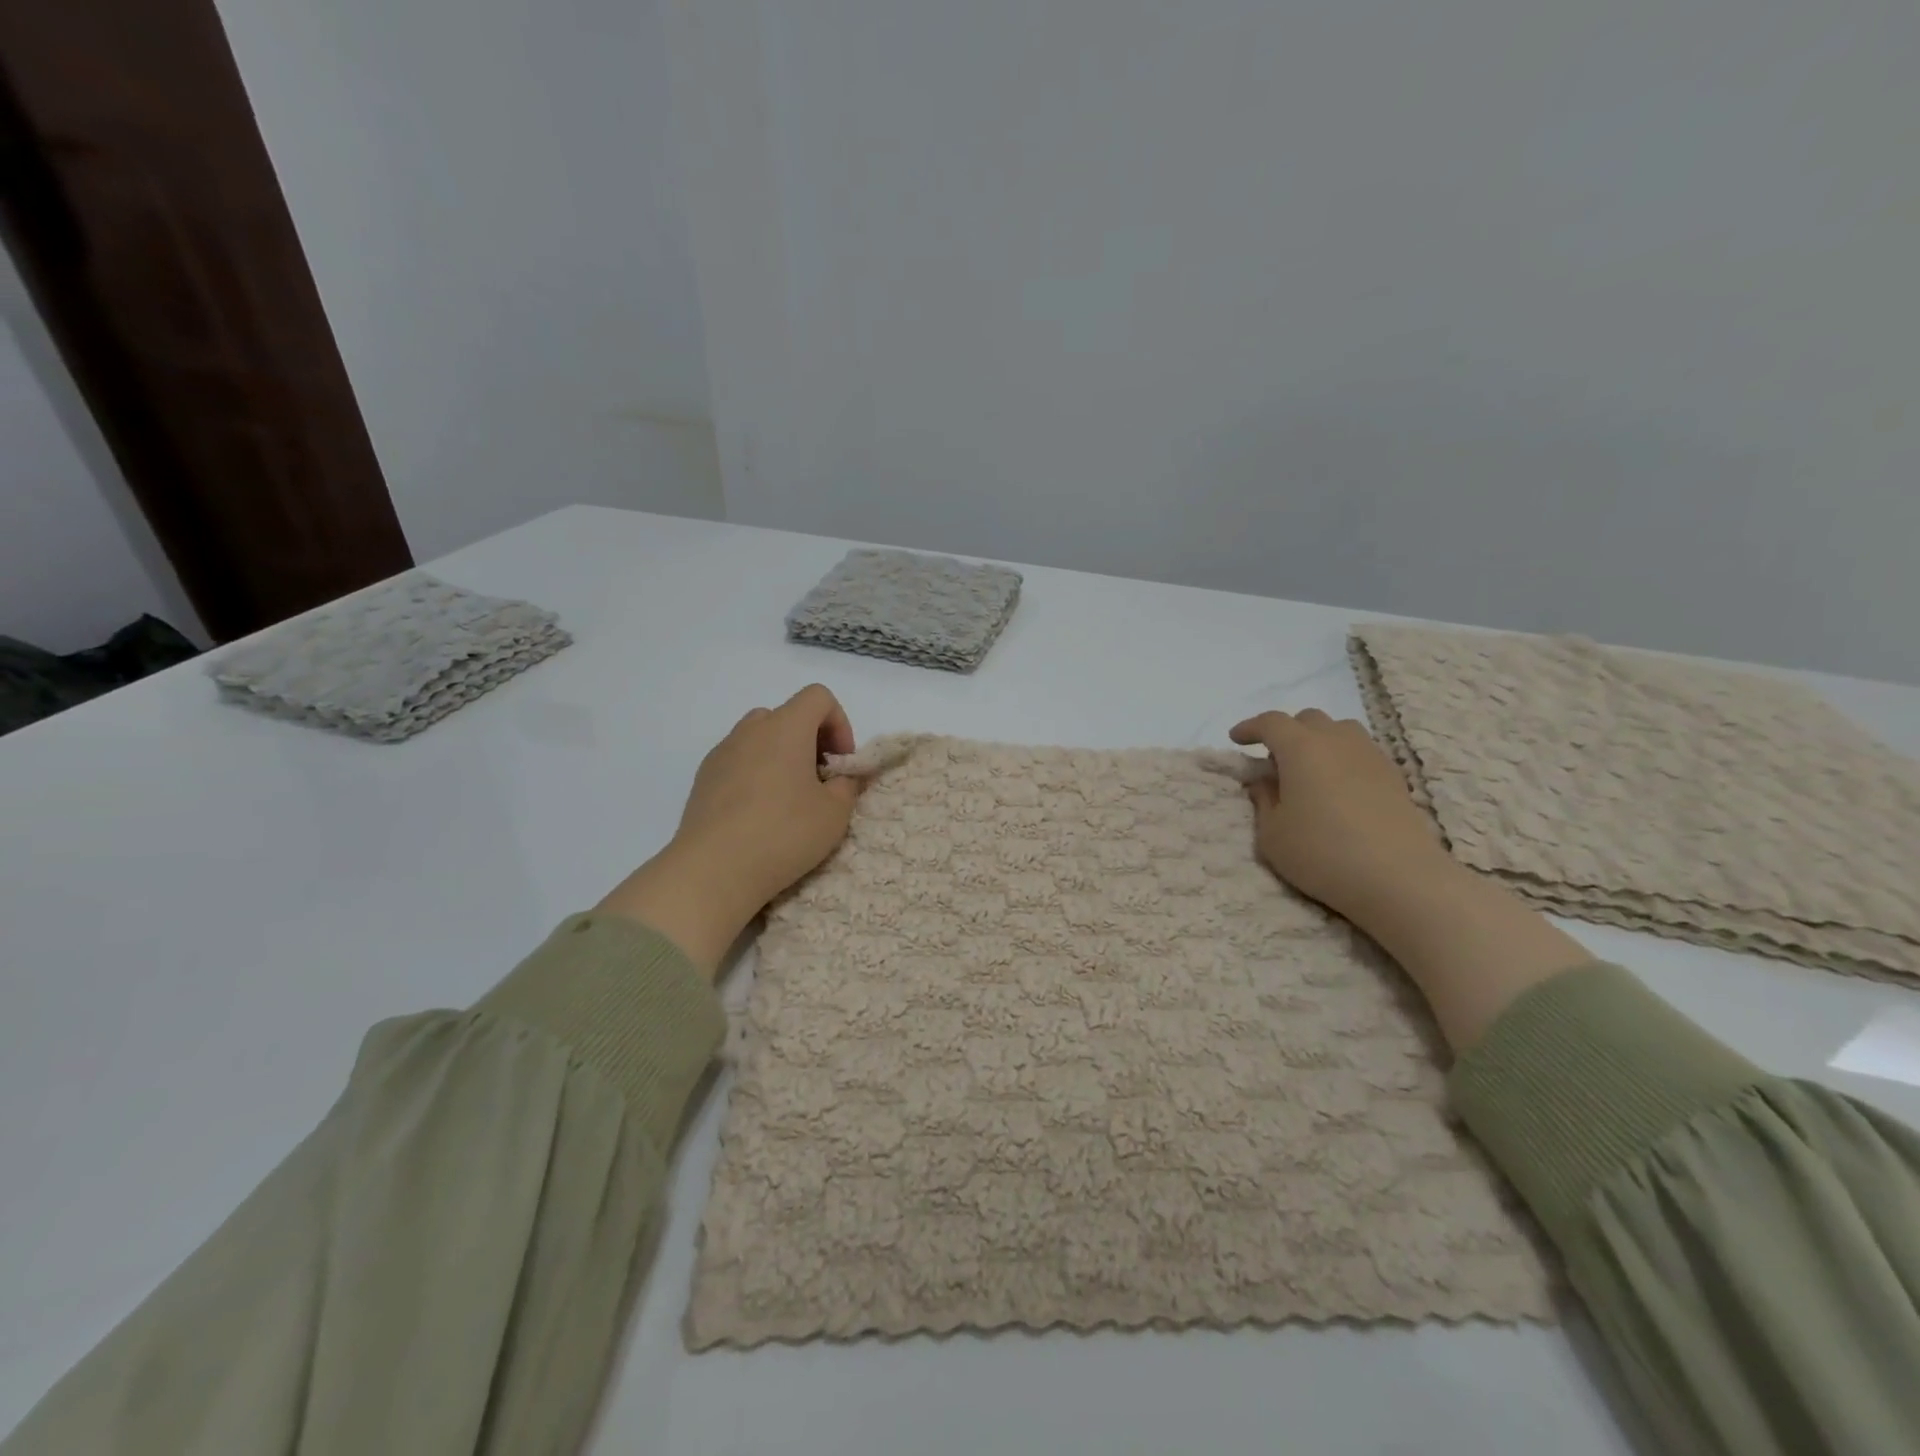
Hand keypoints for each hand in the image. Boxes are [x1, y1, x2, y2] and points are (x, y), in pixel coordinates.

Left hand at [597, 684, 861, 975]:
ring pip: (759, 739)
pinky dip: (755, 774)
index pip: (818, 697)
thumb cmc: (784, 833)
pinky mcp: (703, 779)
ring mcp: (722, 753)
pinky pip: (738, 762)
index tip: (841, 763)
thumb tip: (843, 778)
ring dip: (781, 757)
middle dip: (810, 741)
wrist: (713, 869)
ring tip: (789, 799)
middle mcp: (751, 730)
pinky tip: (758, 815)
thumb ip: (847, 786)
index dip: (839, 724)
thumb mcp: (834, 814)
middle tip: (819, 781)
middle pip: (787, 715)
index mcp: (786, 727)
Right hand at [1230, 708, 1446, 922]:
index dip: (1250, 728)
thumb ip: (1263, 801)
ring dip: (1318, 740)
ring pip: (1340, 730)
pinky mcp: (1394, 776)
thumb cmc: (1322, 853)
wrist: (1398, 877)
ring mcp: (1370, 755)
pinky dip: (1342, 758)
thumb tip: (1265, 782)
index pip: (1270, 723)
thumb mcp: (1272, 834)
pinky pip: (1361, 751)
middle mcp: (1337, 741)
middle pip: (1308, 719)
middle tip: (1273, 761)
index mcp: (1301, 748)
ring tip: (1309, 770)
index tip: (1236, 740)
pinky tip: (1338, 787)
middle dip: (1286, 732)